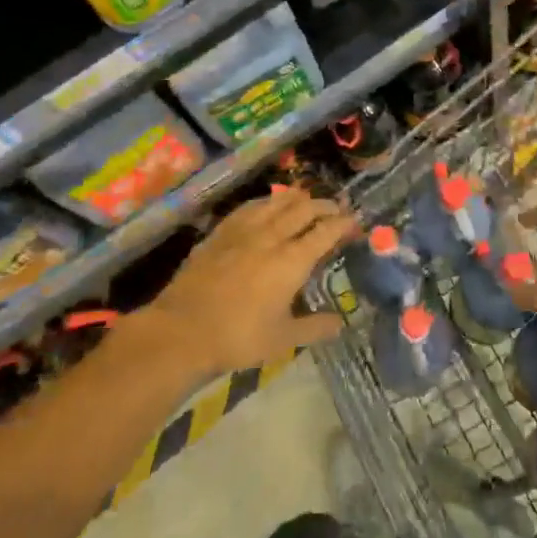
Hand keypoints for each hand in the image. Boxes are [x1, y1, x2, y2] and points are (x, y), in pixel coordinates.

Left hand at [129, 187, 354, 377]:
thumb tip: (341, 323)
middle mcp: (272, 236)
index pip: (326, 231)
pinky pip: (250, 207)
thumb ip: (314, 328)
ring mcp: (244, 230)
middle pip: (305, 209)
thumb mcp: (282, 339)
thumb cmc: (237, 337)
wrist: (182, 329)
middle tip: (336, 209)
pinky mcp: (221, 232)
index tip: (355, 222)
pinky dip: (267, 202)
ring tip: (307, 199)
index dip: (344, 223)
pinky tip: (268, 204)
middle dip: (325, 205)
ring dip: (298, 198)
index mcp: (292, 260)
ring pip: (277, 202)